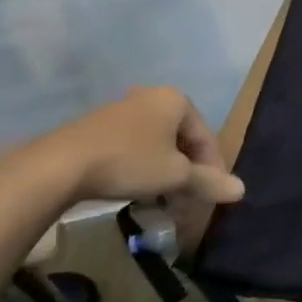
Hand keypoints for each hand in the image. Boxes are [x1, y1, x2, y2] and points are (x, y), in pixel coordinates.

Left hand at [21, 87, 244, 210]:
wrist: (60, 165)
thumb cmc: (130, 162)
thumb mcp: (176, 176)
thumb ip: (209, 182)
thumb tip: (241, 190)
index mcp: (176, 100)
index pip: (207, 138)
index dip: (214, 170)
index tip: (211, 198)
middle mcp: (151, 97)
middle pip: (183, 141)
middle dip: (189, 175)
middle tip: (187, 204)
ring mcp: (123, 110)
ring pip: (158, 147)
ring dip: (166, 176)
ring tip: (163, 204)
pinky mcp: (98, 127)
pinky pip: (134, 148)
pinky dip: (143, 170)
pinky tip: (137, 194)